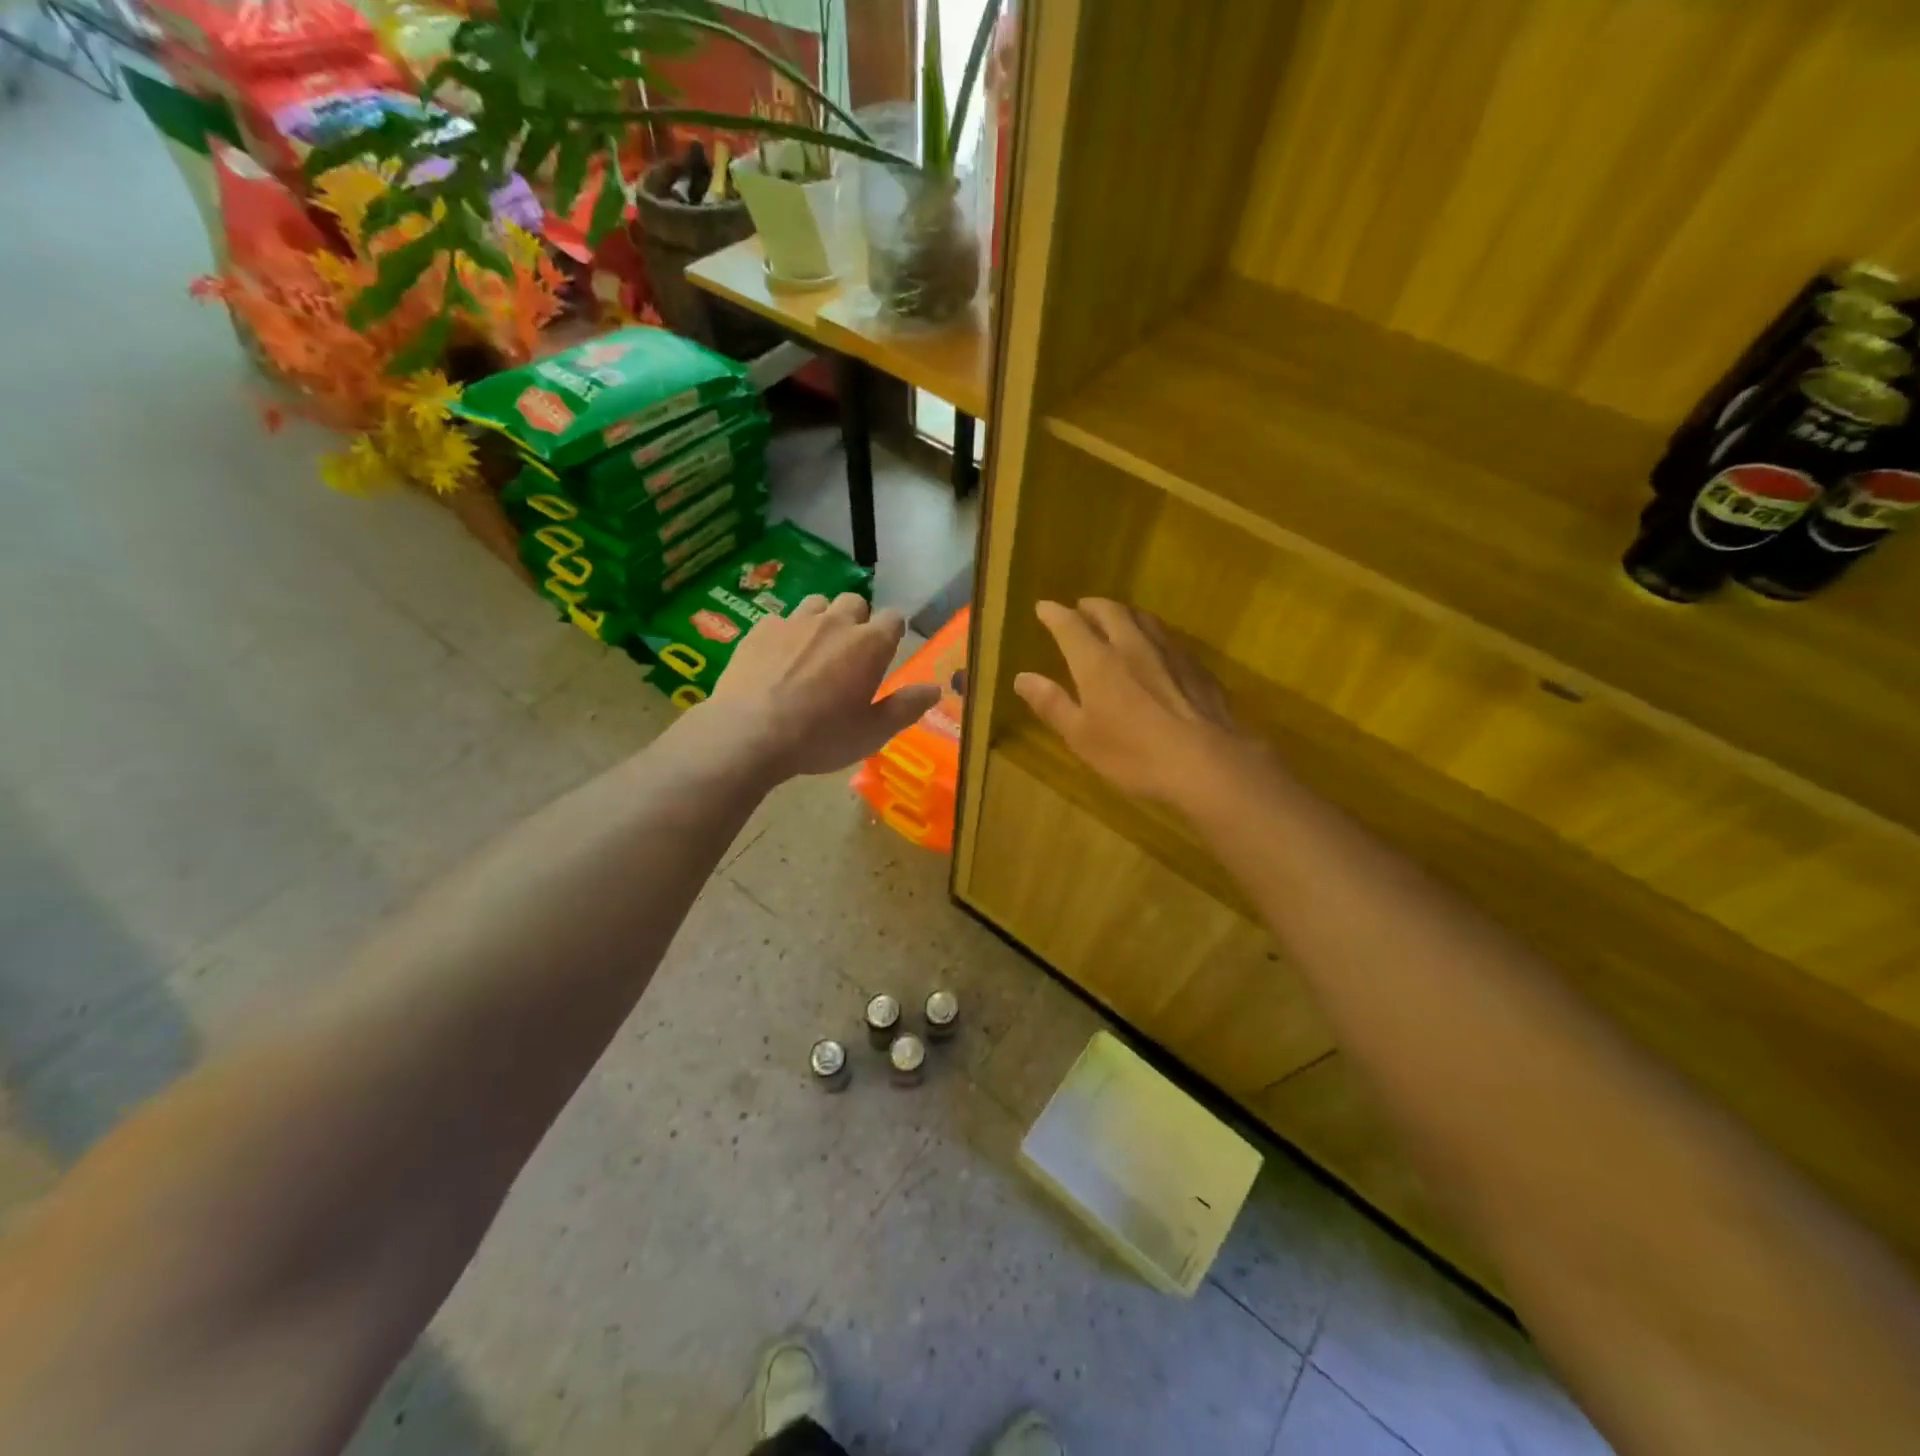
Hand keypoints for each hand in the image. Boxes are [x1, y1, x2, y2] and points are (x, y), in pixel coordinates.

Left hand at [709, 593, 939, 778]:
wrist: (749, 734)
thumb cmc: (820, 737)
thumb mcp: (872, 732)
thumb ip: (906, 707)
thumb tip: (935, 689)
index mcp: (869, 645)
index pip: (894, 618)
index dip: (893, 632)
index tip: (887, 651)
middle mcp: (835, 622)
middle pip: (855, 602)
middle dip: (857, 620)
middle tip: (850, 653)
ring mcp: (795, 622)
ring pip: (817, 604)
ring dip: (822, 619)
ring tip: (814, 650)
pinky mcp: (761, 628)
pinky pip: (781, 619)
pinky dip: (786, 633)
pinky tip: (777, 659)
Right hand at [1014, 599, 1259, 807]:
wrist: (1207, 762)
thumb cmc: (1134, 754)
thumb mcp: (1082, 737)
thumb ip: (1052, 704)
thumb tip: (1022, 677)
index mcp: (1097, 662)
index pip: (1070, 626)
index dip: (1054, 614)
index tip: (1043, 608)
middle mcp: (1132, 645)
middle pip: (1110, 612)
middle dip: (1091, 606)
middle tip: (1080, 608)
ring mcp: (1169, 652)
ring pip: (1143, 618)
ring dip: (1123, 613)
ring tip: (1116, 618)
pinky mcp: (1196, 666)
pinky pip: (1168, 635)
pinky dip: (1151, 631)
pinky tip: (1156, 646)